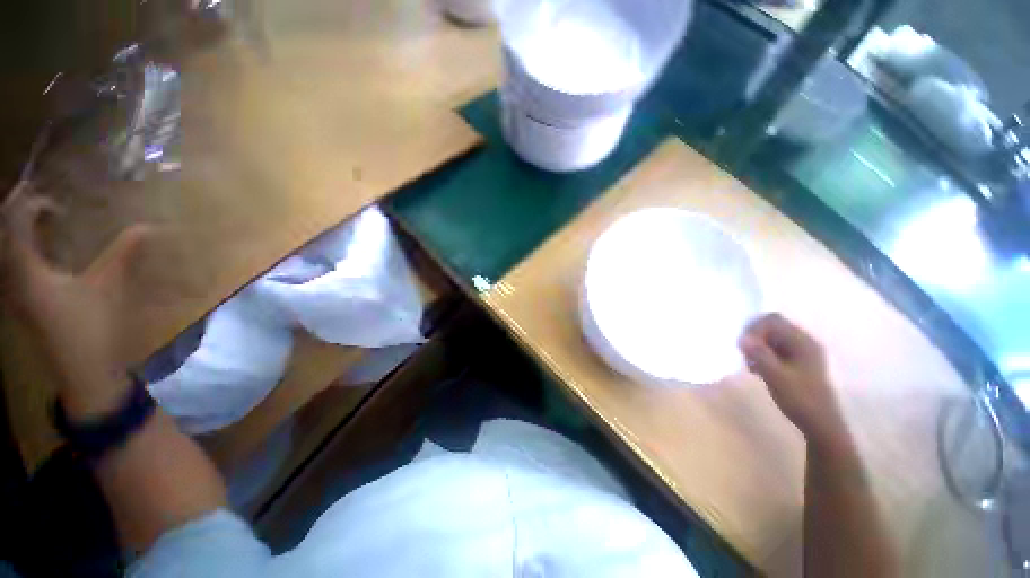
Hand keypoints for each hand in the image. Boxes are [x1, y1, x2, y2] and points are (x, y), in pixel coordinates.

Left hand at [1, 185, 149, 418]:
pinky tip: (37, 252)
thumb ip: (123, 253)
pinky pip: (12, 266)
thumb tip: (147, 227)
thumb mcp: (109, 286)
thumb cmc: (92, 328)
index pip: (14, 223)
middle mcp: (12, 278)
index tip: (53, 198)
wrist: (84, 372)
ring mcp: (15, 294)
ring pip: (4, 251)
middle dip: (17, 212)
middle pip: (3, 234)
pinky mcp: (23, 304)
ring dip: (17, 231)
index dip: (29, 203)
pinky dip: (20, 250)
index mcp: (26, 271)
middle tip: (37, 198)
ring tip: (35, 219)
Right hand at [739, 313, 846, 447]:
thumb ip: (759, 354)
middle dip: (754, 338)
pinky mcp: (796, 363)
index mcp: (802, 342)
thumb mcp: (776, 376)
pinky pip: (774, 349)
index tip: (745, 346)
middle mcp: (803, 342)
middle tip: (746, 356)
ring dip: (757, 348)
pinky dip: (763, 355)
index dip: (755, 328)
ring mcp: (801, 352)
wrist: (820, 424)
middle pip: (771, 327)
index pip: (772, 320)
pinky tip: (758, 370)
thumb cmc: (800, 399)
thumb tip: (741, 337)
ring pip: (771, 338)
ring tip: (751, 365)